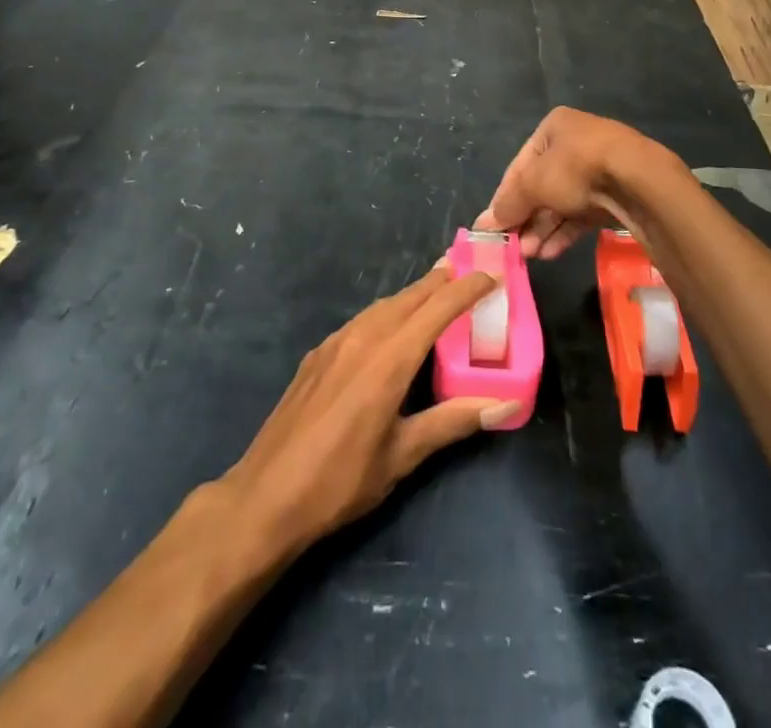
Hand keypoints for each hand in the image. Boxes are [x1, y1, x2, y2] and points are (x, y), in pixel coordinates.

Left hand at [220, 261, 515, 558]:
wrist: (265, 497)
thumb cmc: (341, 481)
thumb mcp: (403, 455)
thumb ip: (452, 422)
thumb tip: (505, 403)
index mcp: (389, 359)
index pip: (438, 309)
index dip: (467, 288)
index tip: (493, 274)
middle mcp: (363, 337)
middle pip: (410, 297)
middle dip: (441, 281)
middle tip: (468, 272)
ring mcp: (335, 343)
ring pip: (383, 305)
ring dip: (413, 295)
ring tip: (436, 292)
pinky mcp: (317, 355)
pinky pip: (362, 320)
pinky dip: (387, 312)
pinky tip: (390, 327)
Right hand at [475, 107, 669, 258]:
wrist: (638, 180)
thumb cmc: (576, 168)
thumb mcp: (533, 183)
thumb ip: (508, 203)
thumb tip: (484, 223)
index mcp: (554, 127)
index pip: (520, 165)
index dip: (504, 197)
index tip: (494, 226)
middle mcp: (576, 143)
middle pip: (541, 186)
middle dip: (526, 218)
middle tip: (513, 247)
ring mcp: (598, 168)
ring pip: (562, 202)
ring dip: (543, 229)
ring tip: (529, 255)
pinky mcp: (614, 193)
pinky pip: (582, 214)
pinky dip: (565, 231)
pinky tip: (550, 253)